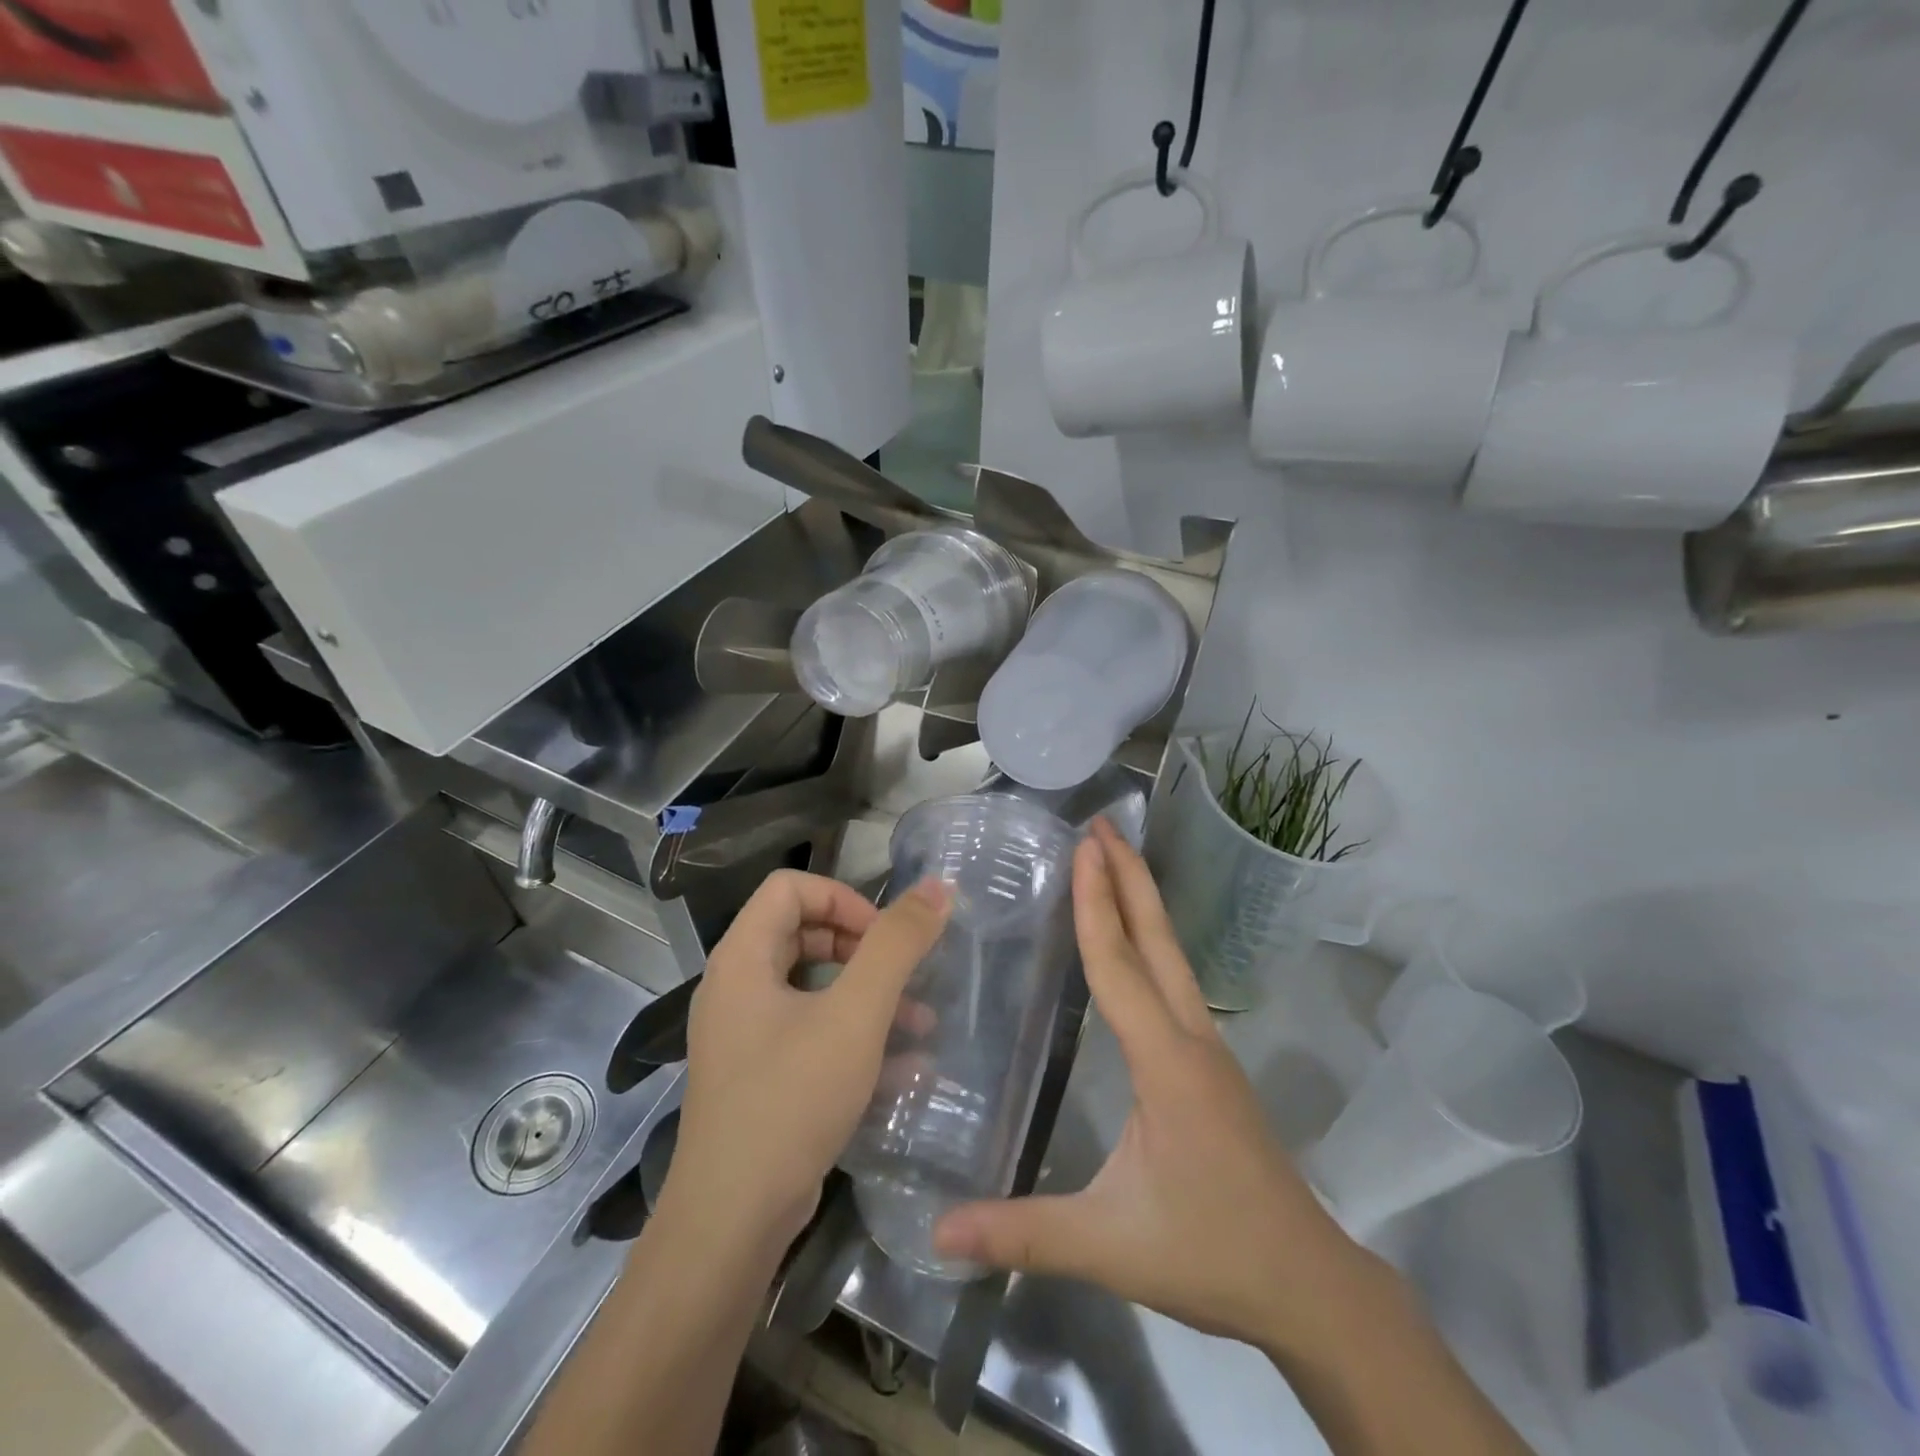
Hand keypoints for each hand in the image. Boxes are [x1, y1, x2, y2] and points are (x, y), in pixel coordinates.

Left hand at [657, 869, 950, 1254]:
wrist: (732, 1221)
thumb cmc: (791, 1100)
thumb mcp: (855, 1015)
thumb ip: (896, 946)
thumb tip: (936, 887)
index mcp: (743, 957)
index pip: (790, 887)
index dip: (843, 898)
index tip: (884, 937)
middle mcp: (736, 986)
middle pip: (801, 931)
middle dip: (861, 948)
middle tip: (902, 975)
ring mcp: (744, 1033)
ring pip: (811, 985)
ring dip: (866, 994)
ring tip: (919, 1025)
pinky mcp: (758, 1074)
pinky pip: (809, 1030)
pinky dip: (852, 1033)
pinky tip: (901, 1066)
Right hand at [934, 821, 1373, 1355]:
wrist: (1309, 1284)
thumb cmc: (1211, 1253)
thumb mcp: (1110, 1245)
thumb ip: (1023, 1234)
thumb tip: (938, 1231)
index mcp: (1165, 1063)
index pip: (1119, 966)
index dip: (1095, 904)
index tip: (1084, 847)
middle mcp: (1191, 1039)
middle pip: (1157, 941)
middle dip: (1128, 877)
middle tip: (1102, 825)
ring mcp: (1208, 1049)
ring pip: (1172, 957)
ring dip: (1142, 903)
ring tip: (1113, 863)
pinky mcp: (1211, 1065)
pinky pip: (1176, 981)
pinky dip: (1151, 942)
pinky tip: (1134, 944)